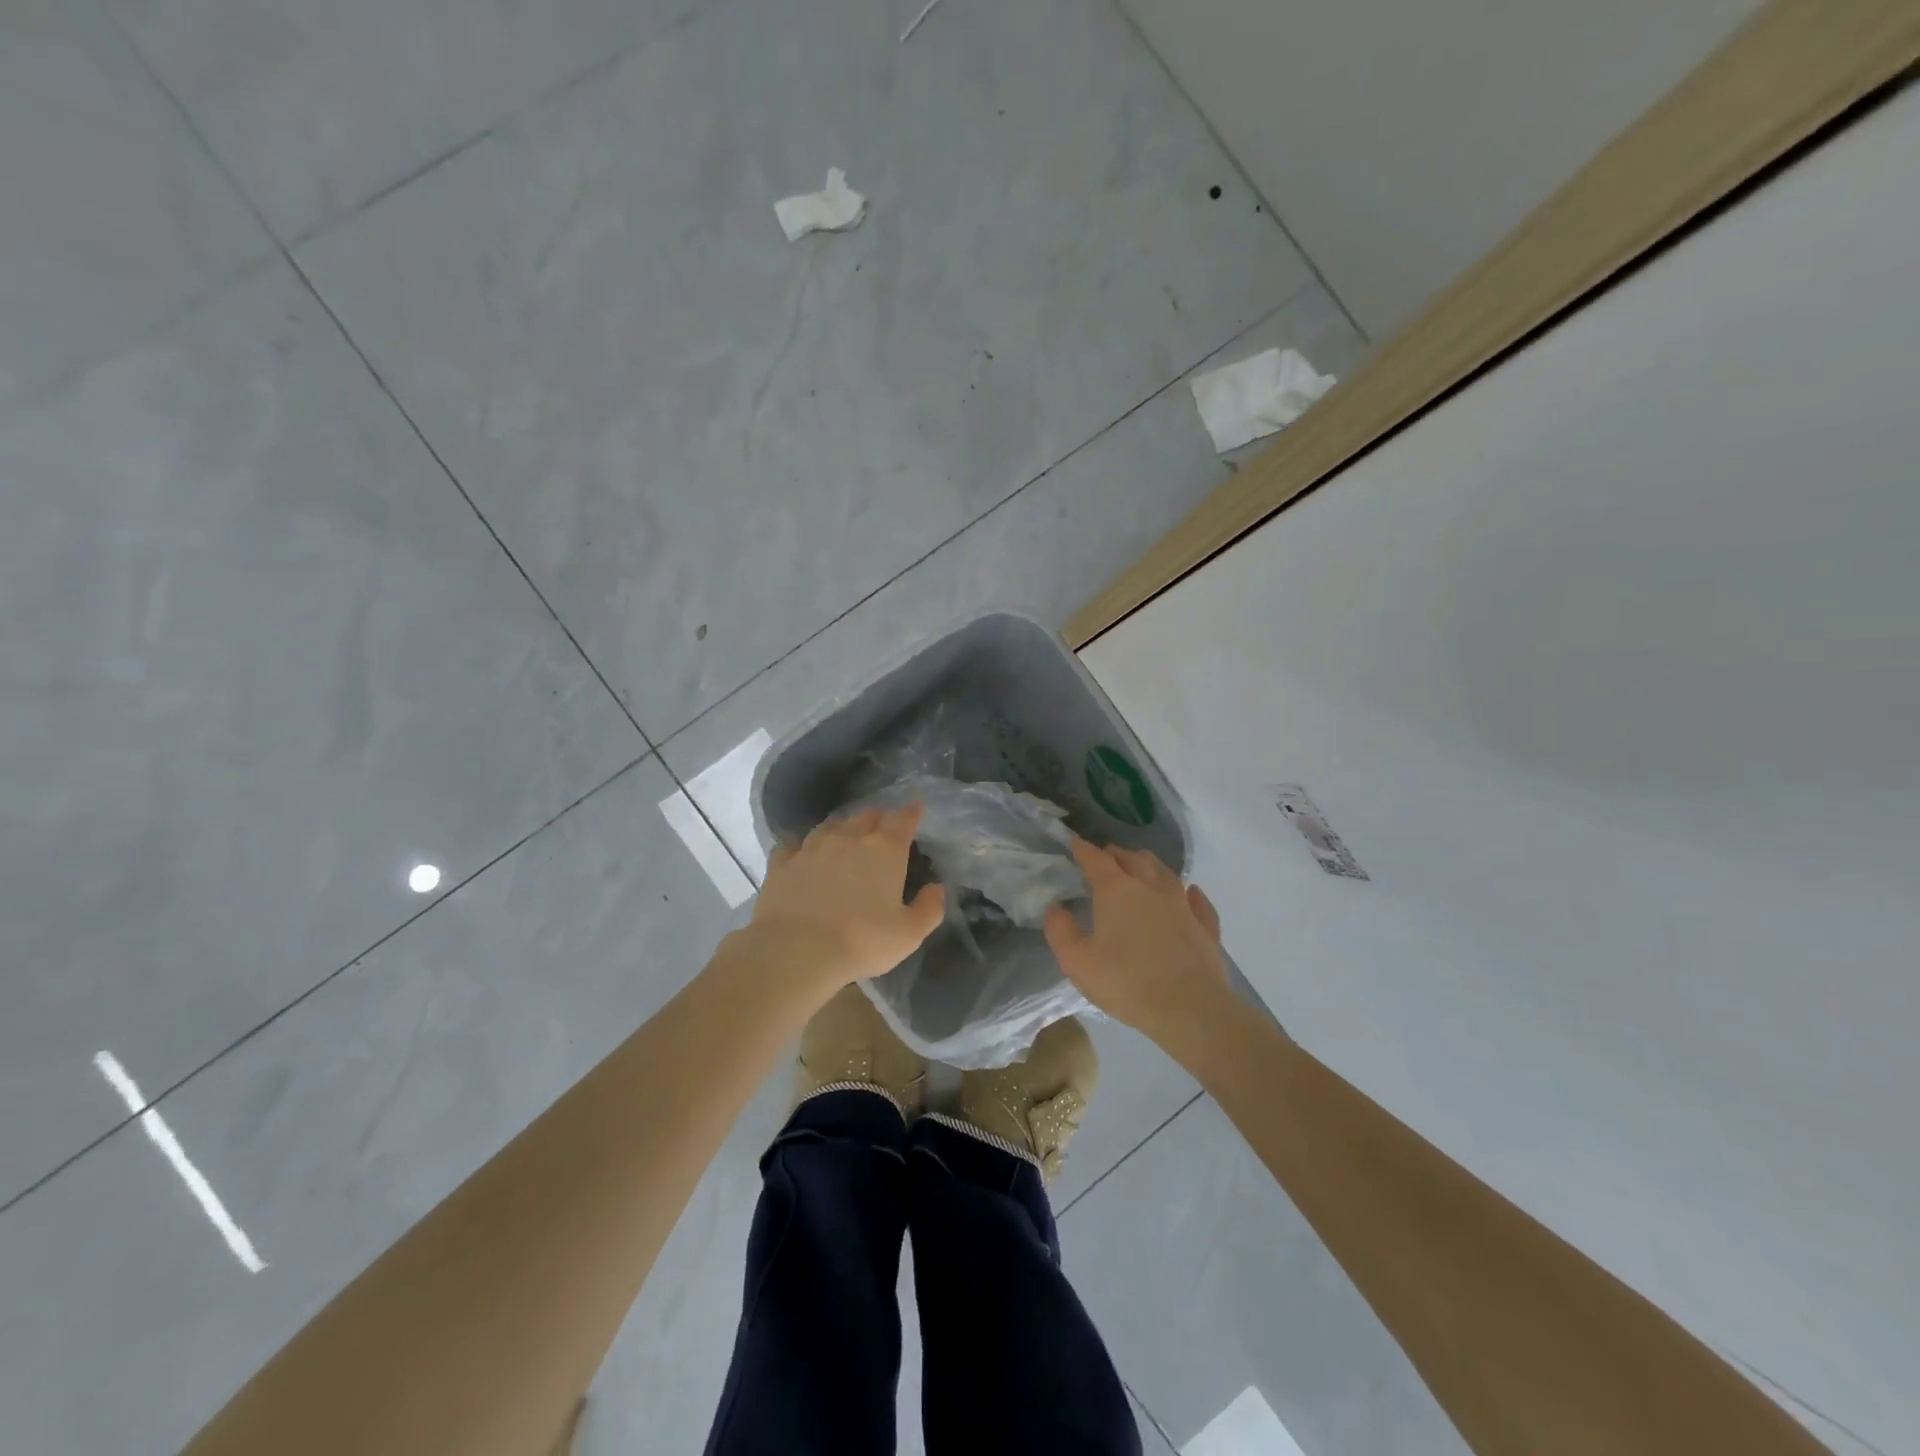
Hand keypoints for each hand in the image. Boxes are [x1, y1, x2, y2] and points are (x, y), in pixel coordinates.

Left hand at [741, 805, 944, 1004]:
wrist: (796, 951)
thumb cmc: (862, 941)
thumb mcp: (909, 934)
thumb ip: (929, 908)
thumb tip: (936, 888)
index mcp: (884, 850)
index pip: (902, 820)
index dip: (911, 813)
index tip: (915, 808)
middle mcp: (848, 839)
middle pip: (866, 816)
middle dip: (878, 818)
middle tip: (883, 827)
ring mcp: (812, 848)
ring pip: (831, 825)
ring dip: (842, 828)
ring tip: (845, 836)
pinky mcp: (782, 863)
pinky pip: (793, 845)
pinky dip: (801, 846)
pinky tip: (801, 853)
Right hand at [1044, 838, 1230, 1045]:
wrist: (1189, 1009)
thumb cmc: (1127, 983)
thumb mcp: (1077, 962)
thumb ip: (1061, 931)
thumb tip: (1055, 908)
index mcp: (1117, 891)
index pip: (1097, 860)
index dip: (1083, 849)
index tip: (1074, 842)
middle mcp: (1151, 887)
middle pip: (1133, 859)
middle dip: (1117, 854)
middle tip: (1106, 856)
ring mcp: (1182, 905)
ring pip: (1165, 872)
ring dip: (1149, 865)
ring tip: (1141, 866)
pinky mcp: (1205, 926)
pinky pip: (1198, 901)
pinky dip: (1191, 893)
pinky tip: (1190, 893)